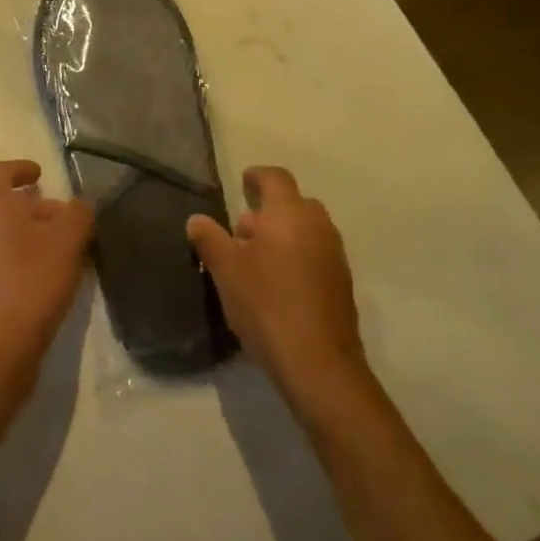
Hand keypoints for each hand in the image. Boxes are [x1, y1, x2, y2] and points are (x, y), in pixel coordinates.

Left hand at [0, 160, 93, 393]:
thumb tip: (78, 206)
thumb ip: (78, 214)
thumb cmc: (31, 281)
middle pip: (0, 205)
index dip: (18, 168)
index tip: (40, 174)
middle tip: (63, 219)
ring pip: (1, 235)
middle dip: (32, 207)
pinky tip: (48, 281)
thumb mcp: (67, 241)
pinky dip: (21, 261)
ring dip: (29, 236)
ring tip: (63, 252)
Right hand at [187, 167, 363, 412]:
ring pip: (306, 231)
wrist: (318, 364)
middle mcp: (318, 227)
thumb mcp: (225, 270)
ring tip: (254, 262)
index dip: (257, 176)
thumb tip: (197, 219)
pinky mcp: (341, 284)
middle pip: (294, 204)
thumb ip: (209, 238)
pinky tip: (276, 286)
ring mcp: (334, 256)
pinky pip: (315, 255)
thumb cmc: (266, 304)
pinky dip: (296, 257)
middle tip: (241, 232)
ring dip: (283, 236)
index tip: (242, 182)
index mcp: (289, 214)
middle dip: (268, 211)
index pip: (275, 178)